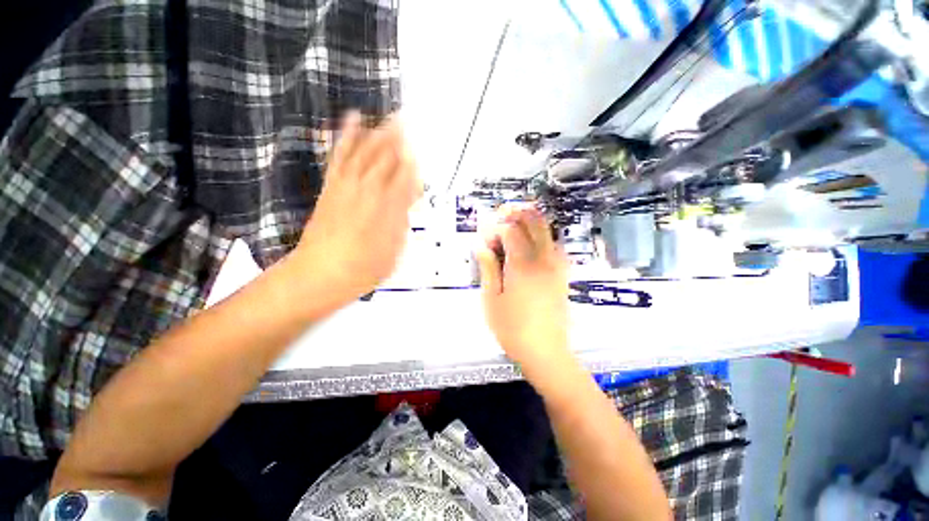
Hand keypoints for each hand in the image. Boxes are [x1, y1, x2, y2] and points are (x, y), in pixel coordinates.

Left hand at [294, 112, 420, 303]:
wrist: (321, 273)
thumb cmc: (365, 268)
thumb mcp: (395, 250)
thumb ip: (402, 221)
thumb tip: (407, 201)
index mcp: (389, 209)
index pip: (405, 178)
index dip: (413, 164)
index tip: (419, 152)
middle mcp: (370, 191)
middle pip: (387, 159)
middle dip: (398, 140)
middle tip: (406, 121)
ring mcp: (348, 185)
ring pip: (366, 152)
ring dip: (378, 133)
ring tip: (388, 117)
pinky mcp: (331, 185)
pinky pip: (340, 155)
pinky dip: (347, 136)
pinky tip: (353, 120)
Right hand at [475, 206, 569, 368]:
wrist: (546, 351)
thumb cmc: (512, 328)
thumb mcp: (491, 299)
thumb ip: (487, 267)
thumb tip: (480, 245)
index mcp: (523, 265)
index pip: (511, 230)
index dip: (495, 228)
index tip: (485, 237)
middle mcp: (544, 259)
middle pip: (534, 221)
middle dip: (516, 213)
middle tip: (499, 217)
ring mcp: (558, 265)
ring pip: (547, 229)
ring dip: (529, 222)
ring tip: (512, 227)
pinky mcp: (563, 273)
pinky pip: (554, 244)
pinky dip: (541, 235)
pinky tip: (529, 244)